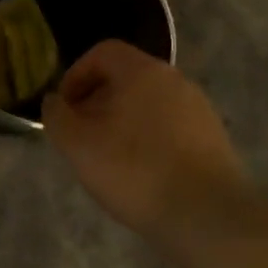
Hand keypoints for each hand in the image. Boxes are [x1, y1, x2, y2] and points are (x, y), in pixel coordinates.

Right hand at [43, 40, 251, 246]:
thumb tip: (54, 101)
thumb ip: (57, 116)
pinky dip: (149, 140)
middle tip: (83, 137)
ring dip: (123, 123)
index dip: (75, 76)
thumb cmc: (135, 170)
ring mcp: (199, 109)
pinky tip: (142, 174)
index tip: (65, 109)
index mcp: (142, 71)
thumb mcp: (77, 144)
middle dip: (98, 102)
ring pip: (149, 104)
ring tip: (110, 159)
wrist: (207, 215)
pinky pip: (170, 127)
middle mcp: (175, 80)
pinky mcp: (213, 138)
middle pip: (126, 78)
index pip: (102, 52)